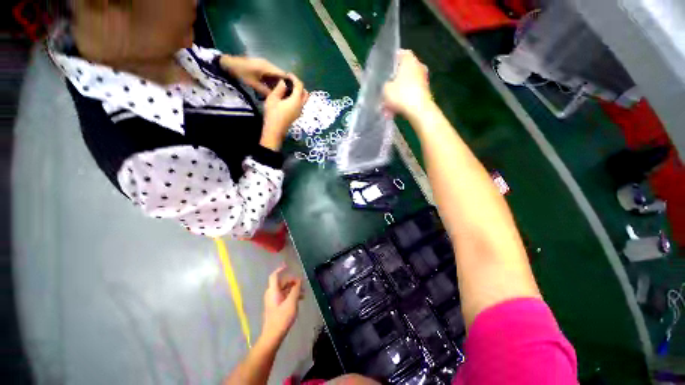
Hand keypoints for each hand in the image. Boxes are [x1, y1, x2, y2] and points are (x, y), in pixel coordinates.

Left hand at [219, 55, 286, 95]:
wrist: (228, 64)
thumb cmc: (241, 73)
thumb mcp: (254, 84)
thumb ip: (266, 91)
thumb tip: (277, 98)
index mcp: (268, 67)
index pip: (283, 75)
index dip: (289, 83)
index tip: (293, 93)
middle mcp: (268, 65)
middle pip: (281, 76)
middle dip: (285, 85)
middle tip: (288, 96)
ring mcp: (265, 66)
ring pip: (276, 76)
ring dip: (279, 85)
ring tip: (282, 95)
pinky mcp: (261, 68)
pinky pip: (271, 76)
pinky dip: (273, 83)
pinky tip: (274, 90)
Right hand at [260, 74, 308, 150]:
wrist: (275, 130)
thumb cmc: (273, 114)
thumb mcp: (273, 98)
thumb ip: (279, 89)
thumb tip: (284, 83)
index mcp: (296, 100)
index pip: (300, 86)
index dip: (295, 78)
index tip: (288, 75)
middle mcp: (301, 106)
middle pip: (306, 93)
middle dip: (299, 86)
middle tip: (290, 82)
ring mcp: (299, 112)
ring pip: (303, 100)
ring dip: (299, 93)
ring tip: (288, 89)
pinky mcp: (296, 115)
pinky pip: (300, 104)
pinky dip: (296, 98)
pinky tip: (287, 97)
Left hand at [261, 264, 302, 344]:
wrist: (272, 336)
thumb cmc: (282, 318)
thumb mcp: (292, 302)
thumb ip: (295, 289)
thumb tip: (299, 280)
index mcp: (273, 291)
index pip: (274, 275)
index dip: (280, 269)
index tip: (288, 265)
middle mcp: (271, 293)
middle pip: (282, 282)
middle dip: (292, 281)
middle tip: (302, 285)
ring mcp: (272, 300)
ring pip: (284, 289)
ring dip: (293, 289)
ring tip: (303, 294)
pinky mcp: (275, 307)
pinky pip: (283, 296)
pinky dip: (291, 295)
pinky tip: (299, 300)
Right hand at [383, 50, 432, 117]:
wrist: (419, 110)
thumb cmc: (401, 95)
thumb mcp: (385, 89)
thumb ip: (384, 85)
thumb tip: (386, 86)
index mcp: (409, 60)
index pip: (400, 54)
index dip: (391, 61)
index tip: (384, 70)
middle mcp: (418, 66)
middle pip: (403, 71)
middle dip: (393, 81)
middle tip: (385, 90)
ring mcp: (423, 79)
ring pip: (406, 85)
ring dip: (397, 94)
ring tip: (387, 106)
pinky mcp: (425, 92)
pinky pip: (410, 94)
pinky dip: (403, 100)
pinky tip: (394, 111)